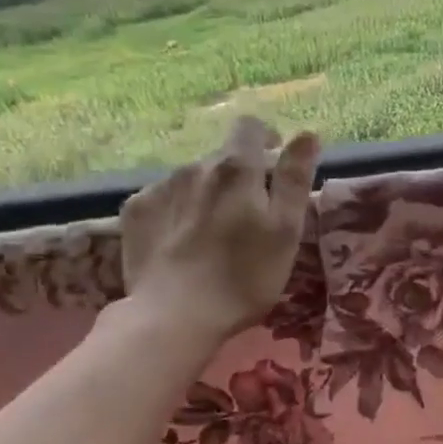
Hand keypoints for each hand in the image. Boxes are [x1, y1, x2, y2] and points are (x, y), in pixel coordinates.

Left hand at [115, 117, 319, 342]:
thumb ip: (295, 179)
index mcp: (236, 169)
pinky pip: (163, 198)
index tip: (273, 163)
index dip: (265, 138)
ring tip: (213, 234)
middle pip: (221, 157)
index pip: (251, 127)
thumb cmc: (244, 278)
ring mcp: (160, 187)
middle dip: (238, 175)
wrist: (174, 315)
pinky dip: (177, 211)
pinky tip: (182, 242)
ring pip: (191, 178)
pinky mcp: (135, 212)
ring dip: (207, 193)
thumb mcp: (286, 231)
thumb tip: (307, 134)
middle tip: (248, 216)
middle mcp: (195, 166)